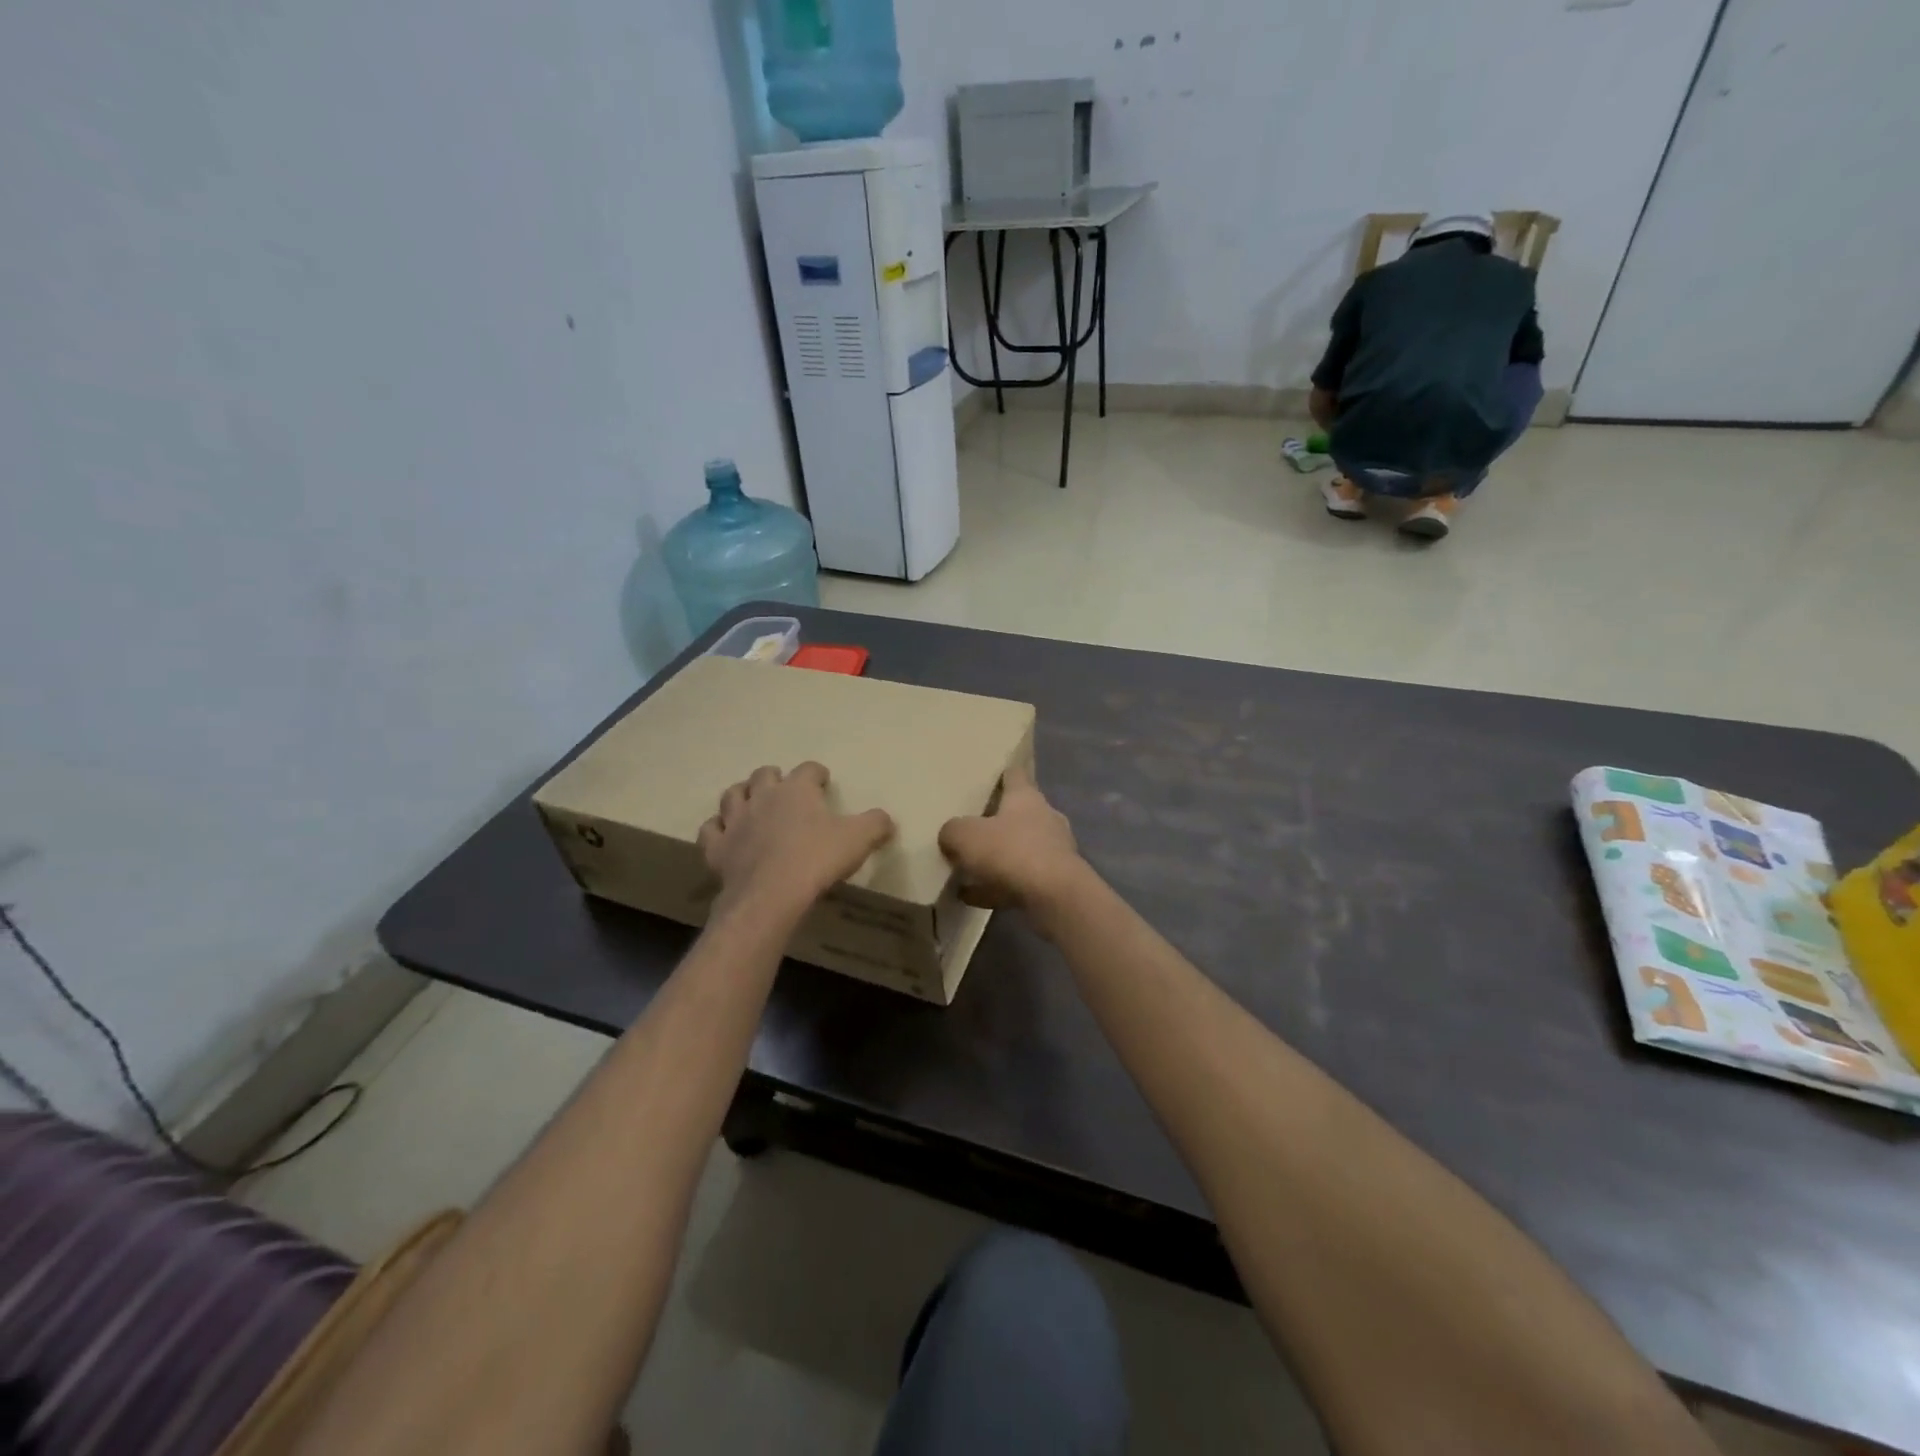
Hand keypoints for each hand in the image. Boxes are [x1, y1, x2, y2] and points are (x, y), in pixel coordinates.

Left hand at [698, 762, 893, 917]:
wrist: (772, 895)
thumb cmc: (818, 859)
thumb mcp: (859, 839)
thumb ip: (876, 824)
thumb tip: (886, 819)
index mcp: (797, 789)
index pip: (808, 769)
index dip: (816, 774)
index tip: (823, 782)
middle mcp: (763, 797)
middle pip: (764, 775)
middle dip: (774, 778)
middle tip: (785, 790)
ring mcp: (736, 822)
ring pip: (732, 795)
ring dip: (742, 795)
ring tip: (751, 803)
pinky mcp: (717, 848)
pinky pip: (711, 830)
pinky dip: (718, 828)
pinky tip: (725, 834)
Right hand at [938, 766, 1084, 913]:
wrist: (1055, 896)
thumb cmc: (1010, 852)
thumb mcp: (966, 836)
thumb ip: (952, 831)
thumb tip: (950, 834)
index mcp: (1026, 797)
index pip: (1015, 775)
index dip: (1003, 772)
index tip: (993, 772)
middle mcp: (1045, 818)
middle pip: (1019, 814)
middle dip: (998, 820)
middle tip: (972, 826)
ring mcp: (1054, 851)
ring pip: (1020, 850)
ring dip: (997, 858)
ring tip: (967, 869)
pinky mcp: (1055, 882)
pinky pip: (1019, 881)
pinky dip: (997, 887)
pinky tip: (971, 897)